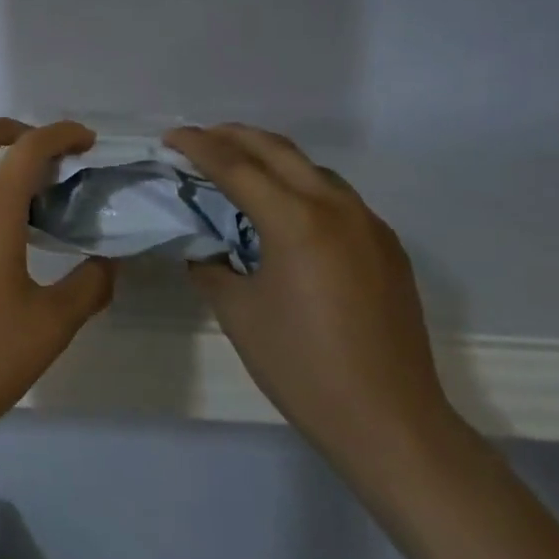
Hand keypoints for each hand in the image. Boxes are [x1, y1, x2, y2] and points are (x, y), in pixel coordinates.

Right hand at [167, 125, 455, 474]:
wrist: (389, 422)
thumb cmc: (302, 367)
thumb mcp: (238, 314)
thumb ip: (213, 267)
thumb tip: (203, 248)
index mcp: (296, 221)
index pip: (236, 166)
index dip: (198, 146)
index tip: (169, 136)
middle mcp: (337, 208)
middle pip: (278, 150)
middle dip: (234, 136)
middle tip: (199, 139)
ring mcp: (369, 225)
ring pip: (312, 169)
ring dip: (271, 158)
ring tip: (238, 168)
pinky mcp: (387, 247)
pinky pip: (337, 198)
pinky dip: (301, 187)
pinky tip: (285, 212)